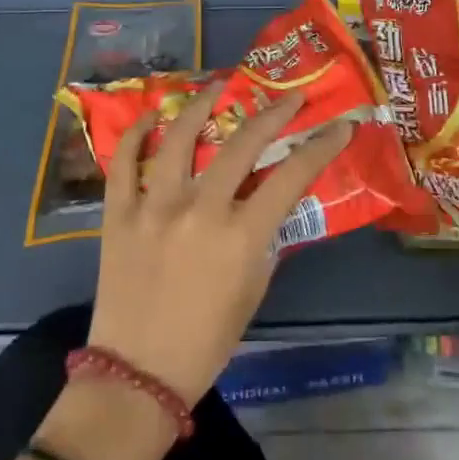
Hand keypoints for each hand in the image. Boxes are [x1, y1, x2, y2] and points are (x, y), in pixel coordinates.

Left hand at [87, 89, 351, 404]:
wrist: (138, 373)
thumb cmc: (206, 341)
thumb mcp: (253, 290)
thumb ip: (263, 241)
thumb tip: (268, 204)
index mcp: (240, 236)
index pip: (291, 176)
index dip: (321, 147)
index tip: (339, 126)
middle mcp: (200, 210)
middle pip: (242, 144)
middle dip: (273, 114)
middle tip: (289, 99)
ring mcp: (154, 207)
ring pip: (179, 138)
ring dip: (202, 104)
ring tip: (218, 86)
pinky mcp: (119, 214)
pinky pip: (124, 163)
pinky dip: (137, 135)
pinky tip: (151, 116)